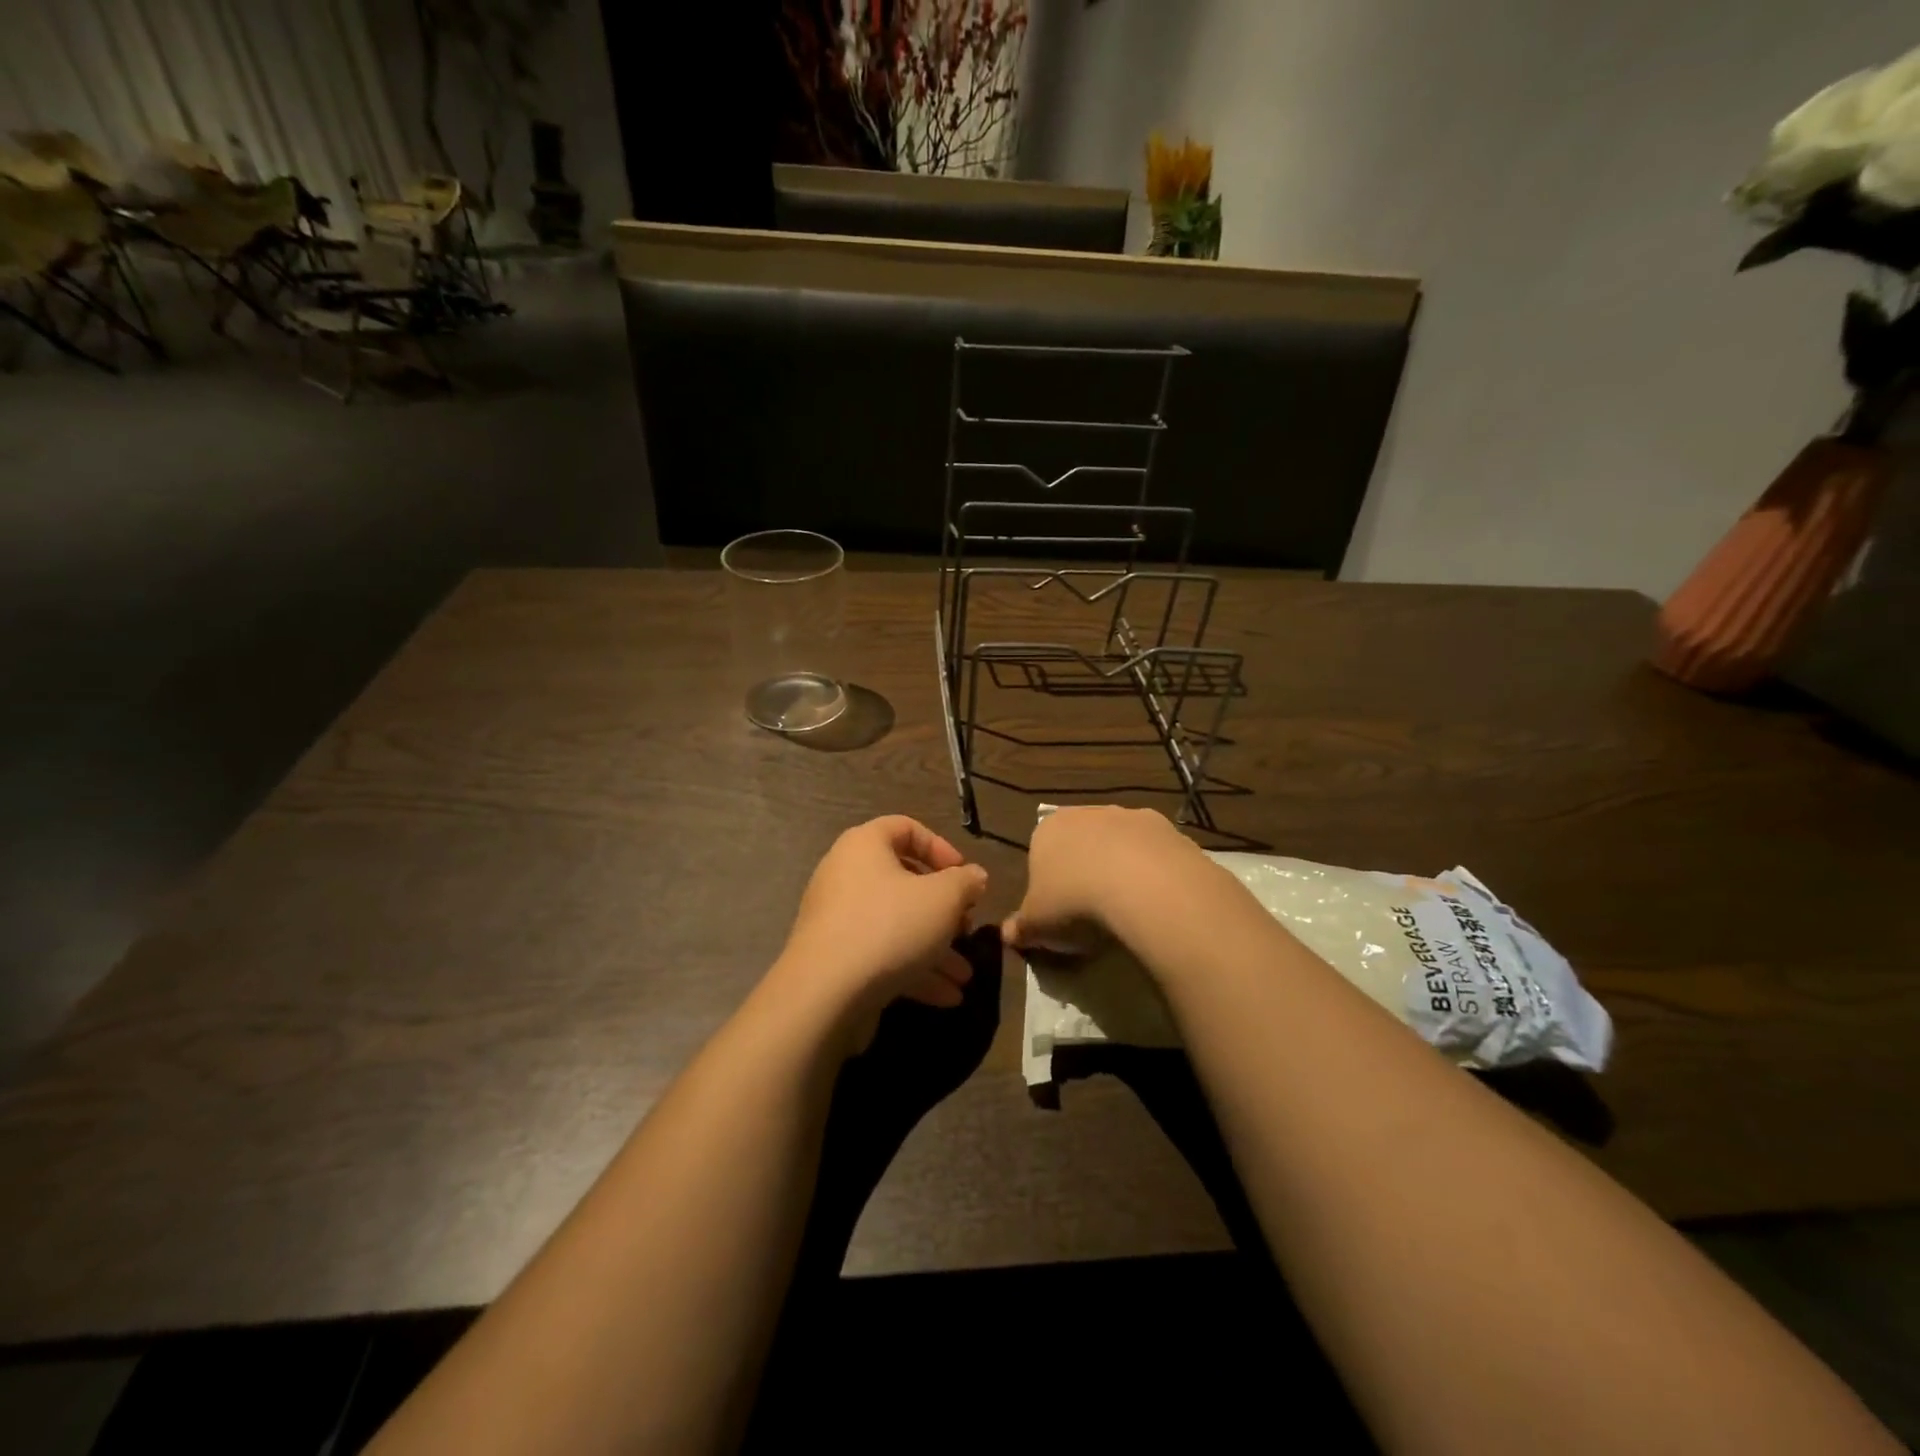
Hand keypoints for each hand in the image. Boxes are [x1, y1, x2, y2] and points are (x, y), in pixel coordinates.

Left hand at [766, 815, 988, 1049]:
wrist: (825, 994)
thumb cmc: (890, 926)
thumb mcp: (943, 898)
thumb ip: (965, 883)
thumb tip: (974, 877)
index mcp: (864, 846)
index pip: (905, 827)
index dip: (940, 847)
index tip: (965, 875)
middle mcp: (845, 876)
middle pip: (903, 882)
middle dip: (943, 910)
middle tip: (966, 928)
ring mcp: (838, 920)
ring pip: (897, 925)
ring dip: (934, 948)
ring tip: (964, 976)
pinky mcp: (836, 959)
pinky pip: (881, 955)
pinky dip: (913, 970)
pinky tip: (946, 996)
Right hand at [1002, 806, 1206, 955]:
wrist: (1144, 886)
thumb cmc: (1075, 900)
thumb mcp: (1036, 924)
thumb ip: (1020, 927)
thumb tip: (1007, 934)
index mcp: (1049, 828)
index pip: (1041, 852)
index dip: (1048, 883)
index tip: (1058, 911)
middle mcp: (1089, 812)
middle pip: (1083, 844)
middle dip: (1087, 871)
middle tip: (1092, 912)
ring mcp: (1133, 817)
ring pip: (1122, 845)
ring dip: (1124, 869)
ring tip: (1128, 911)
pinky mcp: (1171, 830)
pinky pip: (1157, 856)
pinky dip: (1156, 875)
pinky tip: (1157, 903)